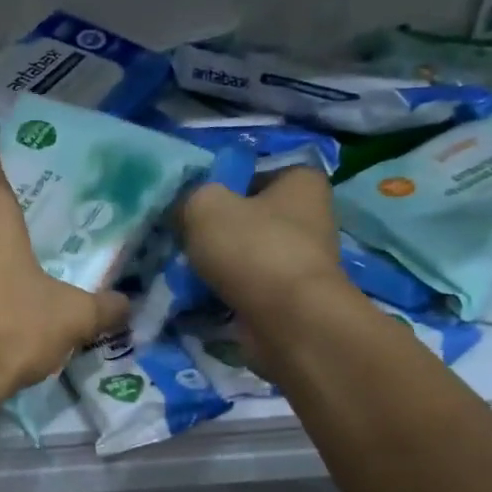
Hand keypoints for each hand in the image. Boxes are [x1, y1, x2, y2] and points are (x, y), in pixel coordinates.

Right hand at [178, 166, 349, 327]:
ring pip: (244, 252)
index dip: (219, 182)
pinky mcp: (289, 295)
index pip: (253, 170)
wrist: (288, 321)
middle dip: (215, 227)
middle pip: (247, 214)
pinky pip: (246, 284)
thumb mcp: (204, 205)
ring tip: (185, 268)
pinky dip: (225, 289)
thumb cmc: (253, 248)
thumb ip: (189, 196)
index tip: (190, 201)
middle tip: (181, 235)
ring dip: (217, 261)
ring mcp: (301, 259)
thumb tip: (183, 209)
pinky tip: (200, 294)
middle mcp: (310, 215)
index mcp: (301, 181)